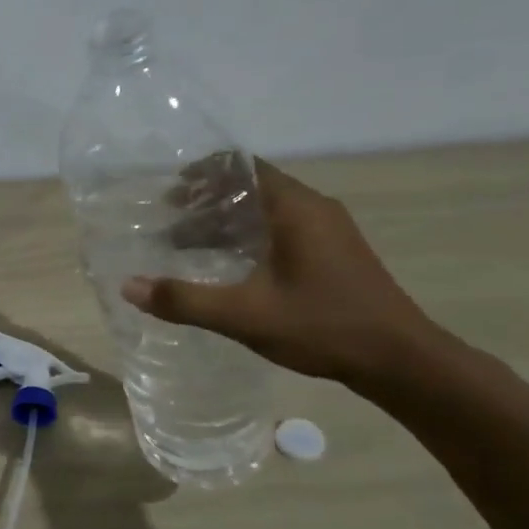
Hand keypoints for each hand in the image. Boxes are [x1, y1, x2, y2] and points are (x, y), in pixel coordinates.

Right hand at [121, 160, 441, 386]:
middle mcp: (313, 209)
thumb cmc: (322, 326)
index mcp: (295, 209)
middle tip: (168, 219)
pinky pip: (280, 229)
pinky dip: (247, 237)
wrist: (400, 361)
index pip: (242, 167)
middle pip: (251, 187)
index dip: (202, 173)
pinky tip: (228, 266)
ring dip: (225, 221)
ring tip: (187, 244)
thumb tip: (128, 287)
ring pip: (266, 210)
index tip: (169, 191)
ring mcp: (328, 231)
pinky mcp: (334, 253)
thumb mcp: (244, 315)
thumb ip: (184, 299)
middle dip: (206, 200)